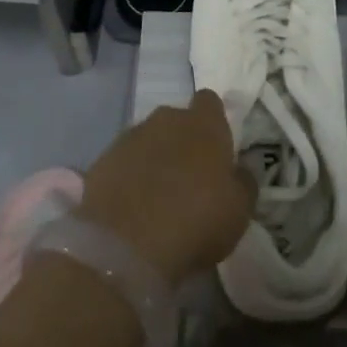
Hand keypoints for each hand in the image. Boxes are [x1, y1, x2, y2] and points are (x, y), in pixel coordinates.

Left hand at [77, 89, 257, 284]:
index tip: (217, 148)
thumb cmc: (195, 221)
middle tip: (189, 178)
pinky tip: (132, 208)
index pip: (210, 102)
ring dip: (154, 159)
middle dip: (182, 141)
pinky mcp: (102, 160)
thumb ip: (244, 182)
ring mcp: (129, 137)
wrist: (125, 245)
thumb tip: (241, 168)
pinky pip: (123, 162)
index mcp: (203, 124)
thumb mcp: (239, 210)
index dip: (214, 121)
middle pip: (177, 120)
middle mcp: (165, 119)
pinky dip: (129, 178)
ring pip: (148, 140)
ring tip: (158, 197)